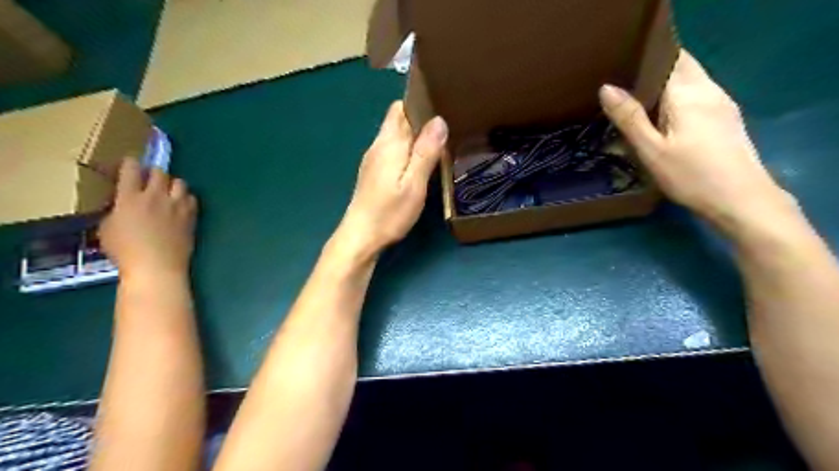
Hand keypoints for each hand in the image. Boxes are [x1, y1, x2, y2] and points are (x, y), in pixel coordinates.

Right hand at [100, 160, 197, 279]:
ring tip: (168, 193)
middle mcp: (155, 197)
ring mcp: (176, 205)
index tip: (130, 164)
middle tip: (149, 181)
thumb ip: (116, 211)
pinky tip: (181, 206)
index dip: (130, 164)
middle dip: (153, 173)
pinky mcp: (191, 215)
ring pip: (180, 182)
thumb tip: (122, 205)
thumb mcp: (107, 228)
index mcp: (130, 198)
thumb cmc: (126, 251)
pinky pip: (192, 198)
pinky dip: (186, 198)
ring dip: (172, 184)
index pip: (131, 170)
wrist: (157, 266)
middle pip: (159, 172)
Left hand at [336, 101, 451, 256]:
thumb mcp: (414, 184)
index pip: (400, 108)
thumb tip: (439, 120)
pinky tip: (419, 163)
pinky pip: (393, 150)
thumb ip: (425, 152)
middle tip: (446, 128)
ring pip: (396, 136)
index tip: (441, 107)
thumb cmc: (389, 212)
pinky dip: (407, 150)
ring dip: (415, 135)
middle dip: (420, 119)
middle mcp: (378, 146)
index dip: (419, 104)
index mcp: (389, 143)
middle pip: (398, 120)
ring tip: (437, 144)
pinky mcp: (374, 172)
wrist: (361, 236)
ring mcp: (374, 159)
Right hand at [599, 48, 793, 234]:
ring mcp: (722, 103)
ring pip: (691, 80)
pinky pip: (698, 94)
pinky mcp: (726, 118)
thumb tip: (606, 87)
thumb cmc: (691, 175)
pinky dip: (677, 97)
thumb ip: (630, 118)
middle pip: (681, 65)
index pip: (668, 58)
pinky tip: (663, 117)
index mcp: (688, 93)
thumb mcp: (651, 150)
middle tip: (623, 87)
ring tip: (637, 101)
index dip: (644, 59)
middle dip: (653, 70)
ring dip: (665, 84)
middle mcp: (709, 90)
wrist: (741, 199)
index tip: (618, 70)